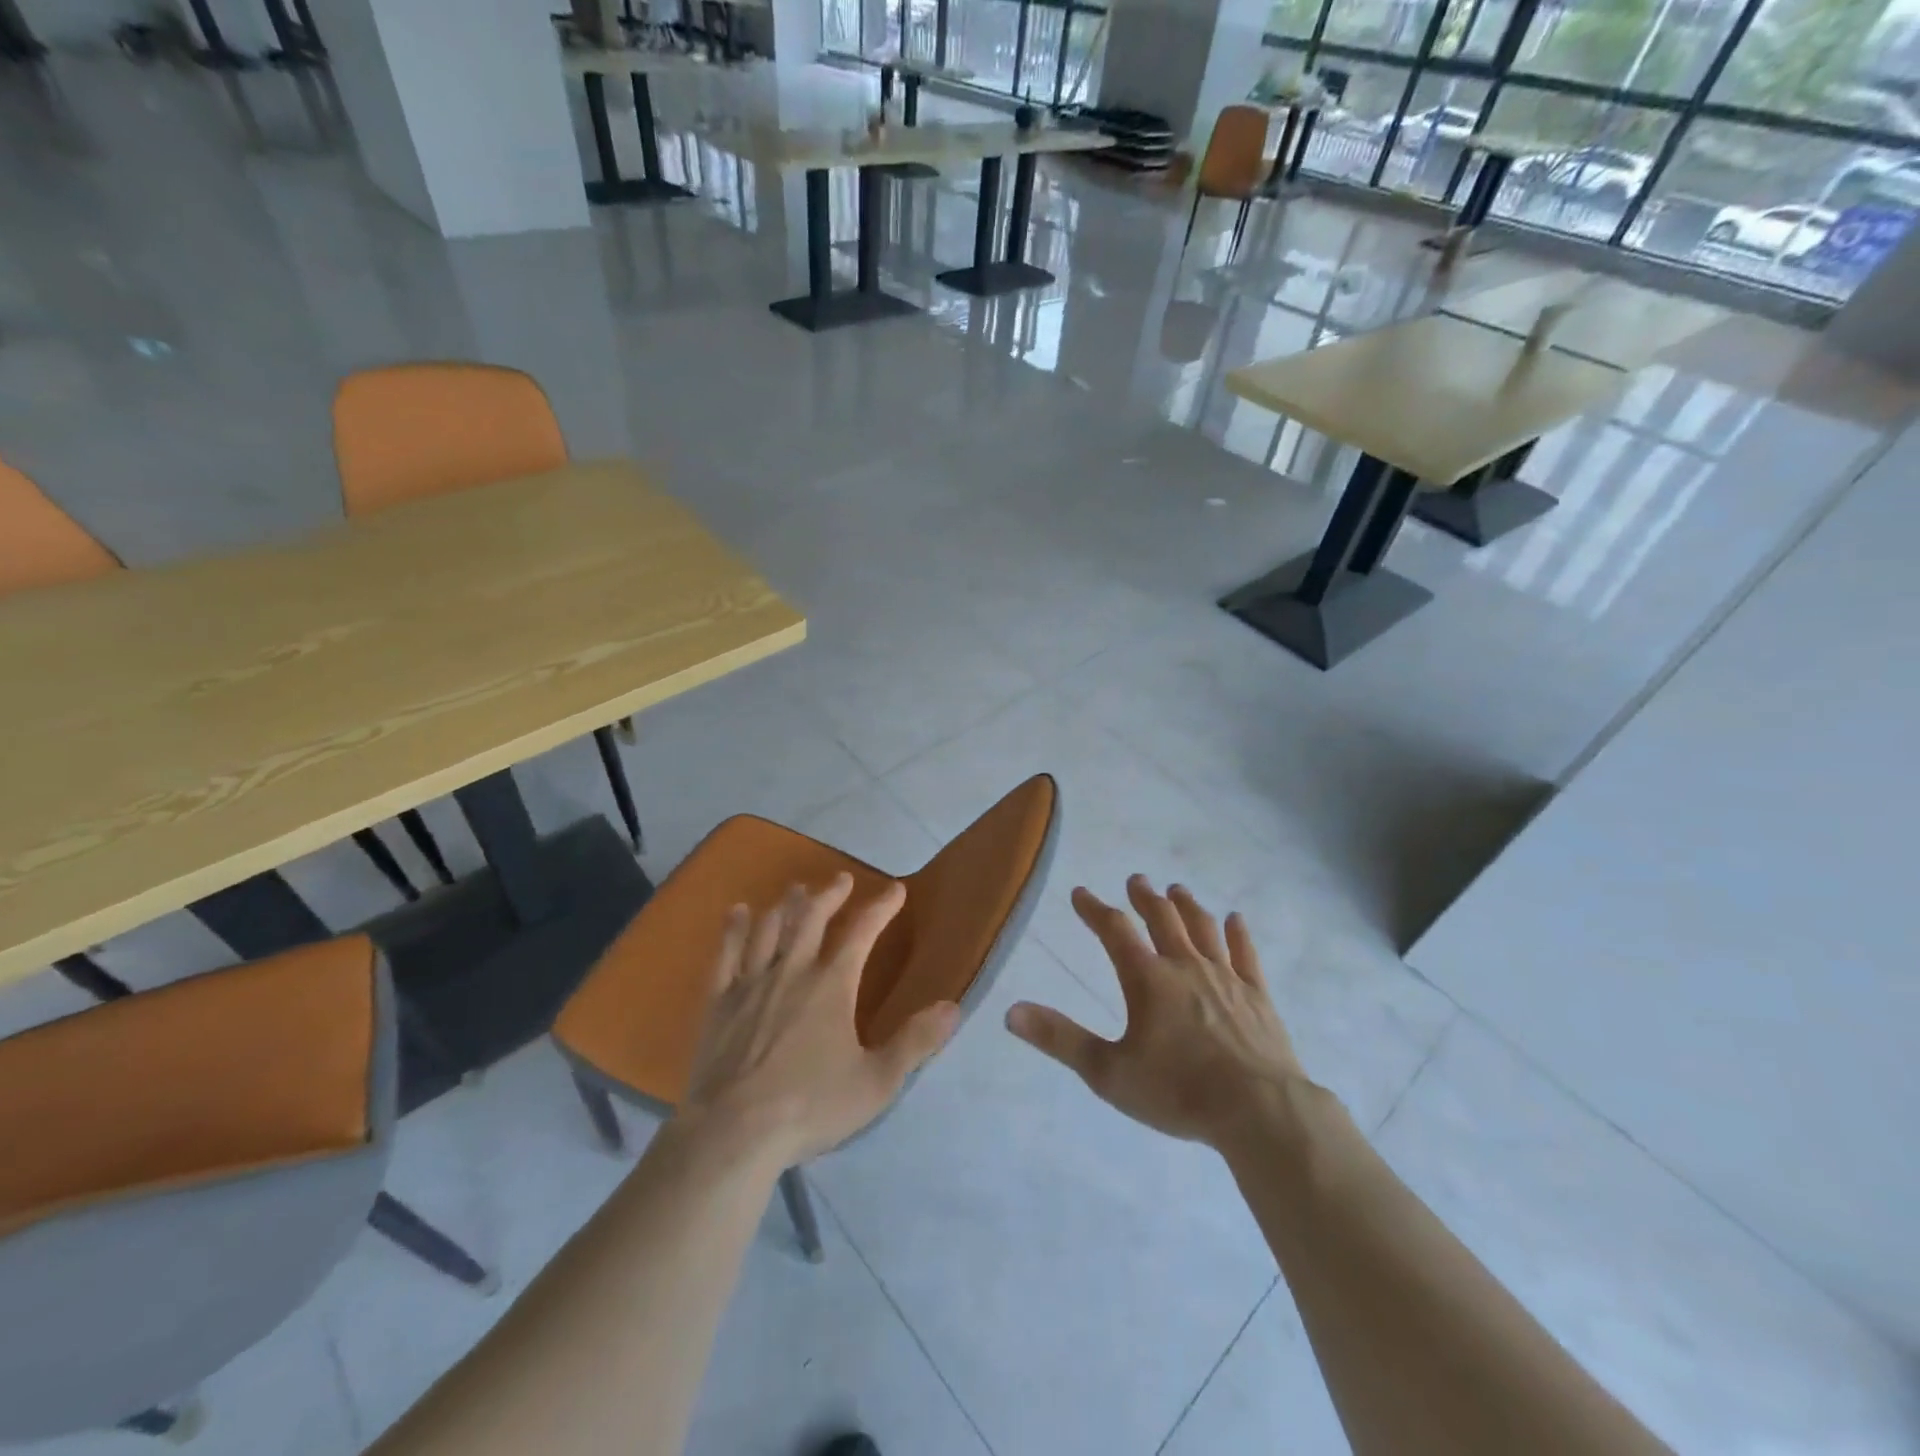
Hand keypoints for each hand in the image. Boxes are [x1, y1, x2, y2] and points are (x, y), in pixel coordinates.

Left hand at [677, 873, 958, 1167]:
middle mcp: (792, 971)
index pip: (862, 932)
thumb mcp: (876, 1082)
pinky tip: (737, 912)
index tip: (896, 889)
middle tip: (842, 879)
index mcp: (832, 985)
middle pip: (812, 917)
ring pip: (770, 928)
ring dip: (786, 904)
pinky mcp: (719, 1002)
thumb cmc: (810, 1107)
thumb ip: (915, 1042)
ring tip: (795, 889)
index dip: (881, 907)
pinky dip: (734, 928)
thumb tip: (953, 1006)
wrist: (733, 1134)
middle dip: (830, 894)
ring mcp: (751, 983)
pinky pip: (726, 953)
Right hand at [1006, 876, 1307, 1151]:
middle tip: (1135, 879)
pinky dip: (1238, 933)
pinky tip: (1235, 919)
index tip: (1080, 893)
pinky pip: (1246, 954)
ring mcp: (1226, 977)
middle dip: (1145, 897)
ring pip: (1203, 928)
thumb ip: (1060, 1039)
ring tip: (1177, 890)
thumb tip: (1010, 1012)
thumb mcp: (1108, 1071)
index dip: (1094, 909)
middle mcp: (1185, 966)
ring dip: (1187, 906)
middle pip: (1162, 919)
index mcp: (1148, 979)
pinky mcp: (1257, 996)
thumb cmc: (1177, 1091)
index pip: (1114, 931)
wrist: (1259, 1110)